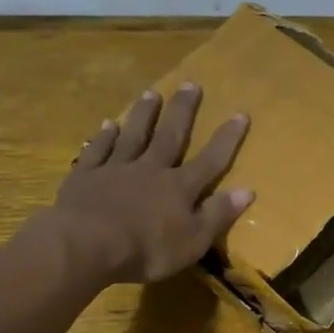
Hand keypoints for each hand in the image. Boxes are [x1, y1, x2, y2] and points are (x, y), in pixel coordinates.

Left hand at [52, 83, 253, 283]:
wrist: (88, 244)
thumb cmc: (147, 249)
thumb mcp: (193, 241)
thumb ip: (218, 214)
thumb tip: (246, 190)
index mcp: (179, 188)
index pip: (210, 160)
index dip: (226, 139)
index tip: (240, 113)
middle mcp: (150, 170)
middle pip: (170, 136)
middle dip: (183, 111)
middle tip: (191, 84)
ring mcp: (116, 169)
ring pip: (133, 135)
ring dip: (144, 114)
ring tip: (151, 92)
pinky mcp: (86, 176)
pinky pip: (98, 150)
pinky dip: (104, 136)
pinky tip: (108, 124)